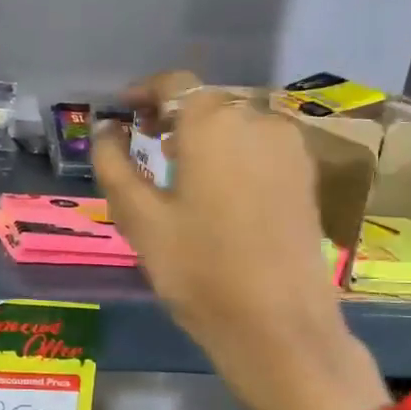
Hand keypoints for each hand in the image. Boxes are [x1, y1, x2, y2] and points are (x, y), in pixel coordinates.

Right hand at [92, 72, 387, 409]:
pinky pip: (260, 145)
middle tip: (144, 141)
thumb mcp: (139, 218)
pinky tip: (218, 186)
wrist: (279, 325)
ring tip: (178, 166)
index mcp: (212, 123)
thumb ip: (113, 165)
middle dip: (172, 114)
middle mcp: (257, 120)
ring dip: (204, 133)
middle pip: (207, 100)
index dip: (143, 92)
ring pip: (236, 122)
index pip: (174, 84)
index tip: (122, 112)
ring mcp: (289, 148)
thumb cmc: (198, 270)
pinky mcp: (306, 176)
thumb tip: (104, 130)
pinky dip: (233, 151)